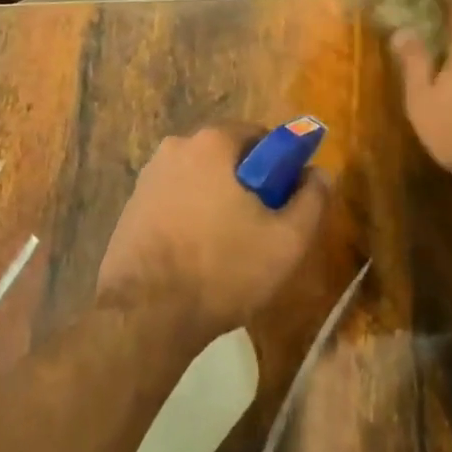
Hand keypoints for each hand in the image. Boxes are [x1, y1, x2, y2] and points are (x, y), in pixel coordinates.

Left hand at [97, 123, 326, 341]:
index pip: (259, 136)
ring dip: (217, 202)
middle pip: (227, 157)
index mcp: (212, 142)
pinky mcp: (131, 206)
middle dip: (247, 185)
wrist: (145, 315)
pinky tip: (196, 256)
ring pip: (199, 180)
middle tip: (261, 228)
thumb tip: (320, 173)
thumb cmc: (223, 269)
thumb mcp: (287, 241)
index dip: (279, 166)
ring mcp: (148, 177)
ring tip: (228, 249)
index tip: (284, 201)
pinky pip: (174, 201)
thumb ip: (312, 200)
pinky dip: (190, 218)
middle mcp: (175, 147)